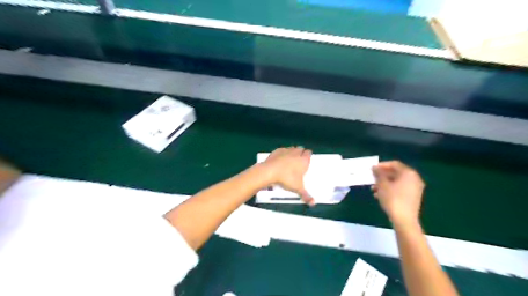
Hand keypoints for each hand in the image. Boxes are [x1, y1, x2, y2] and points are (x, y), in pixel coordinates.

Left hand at [259, 146, 312, 205]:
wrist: (270, 171)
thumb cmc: (287, 179)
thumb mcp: (297, 188)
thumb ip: (306, 195)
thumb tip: (313, 203)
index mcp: (303, 160)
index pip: (309, 153)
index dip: (308, 155)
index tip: (307, 160)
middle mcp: (296, 153)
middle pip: (301, 149)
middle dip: (301, 153)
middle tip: (299, 161)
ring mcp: (286, 150)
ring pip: (292, 148)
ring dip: (292, 152)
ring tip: (290, 160)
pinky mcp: (277, 150)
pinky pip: (282, 150)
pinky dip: (282, 153)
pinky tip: (280, 159)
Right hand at [371, 161, 423, 227]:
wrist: (404, 220)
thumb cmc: (393, 199)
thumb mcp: (382, 184)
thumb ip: (378, 174)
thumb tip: (375, 167)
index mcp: (408, 173)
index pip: (394, 164)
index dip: (382, 165)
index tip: (372, 169)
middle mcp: (414, 179)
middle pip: (396, 173)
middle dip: (382, 176)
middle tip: (372, 179)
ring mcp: (415, 189)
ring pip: (397, 182)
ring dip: (384, 184)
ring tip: (373, 189)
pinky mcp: (413, 197)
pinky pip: (400, 189)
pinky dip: (390, 190)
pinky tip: (379, 196)